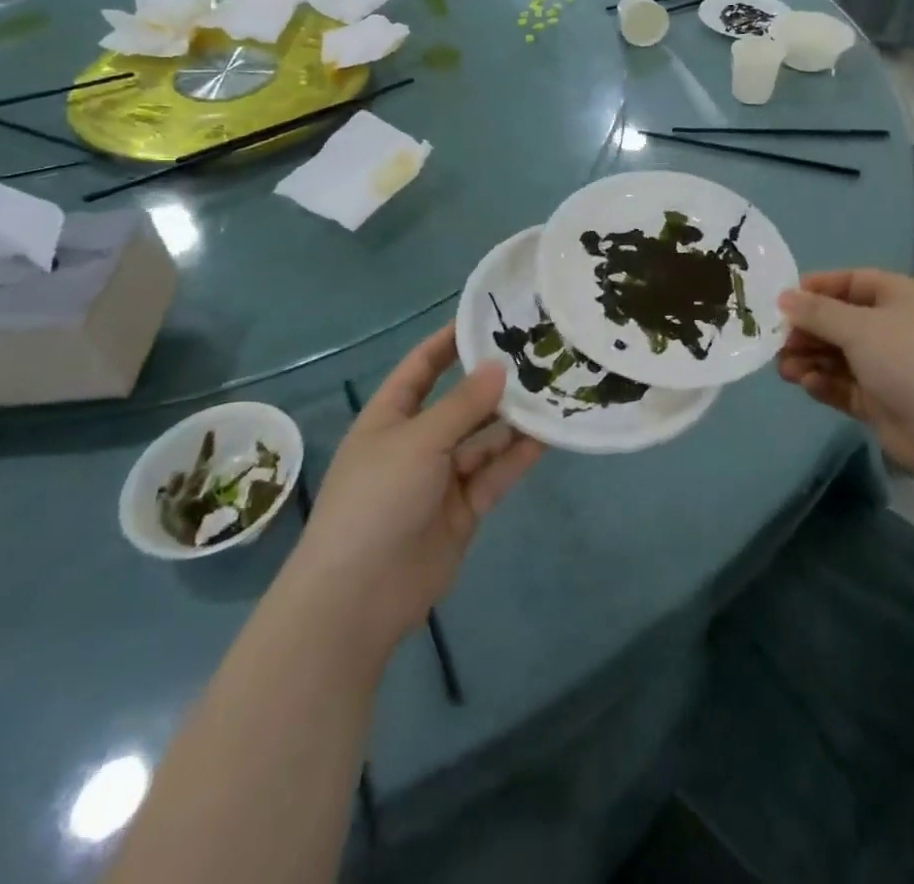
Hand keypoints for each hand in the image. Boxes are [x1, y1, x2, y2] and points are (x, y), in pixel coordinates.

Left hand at [300, 328, 543, 661]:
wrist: (359, 596)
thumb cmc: (376, 500)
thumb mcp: (418, 441)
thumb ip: (463, 404)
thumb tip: (499, 365)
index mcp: (389, 418)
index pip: (421, 368)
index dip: (448, 342)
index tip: (486, 317)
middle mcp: (416, 442)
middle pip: (460, 403)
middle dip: (493, 382)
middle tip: (538, 354)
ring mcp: (441, 478)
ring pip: (484, 439)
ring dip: (513, 419)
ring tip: (553, 390)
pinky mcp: (464, 509)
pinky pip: (495, 473)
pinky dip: (519, 455)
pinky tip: (550, 434)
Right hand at [777, 271, 913, 482]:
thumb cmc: (909, 361)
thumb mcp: (859, 328)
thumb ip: (818, 312)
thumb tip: (784, 298)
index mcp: (904, 298)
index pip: (853, 282)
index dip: (817, 288)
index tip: (782, 299)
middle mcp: (898, 328)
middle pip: (842, 321)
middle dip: (808, 330)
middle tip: (777, 340)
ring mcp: (892, 367)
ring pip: (841, 356)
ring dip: (811, 358)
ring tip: (783, 368)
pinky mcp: (884, 401)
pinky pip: (846, 385)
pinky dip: (826, 383)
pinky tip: (807, 384)